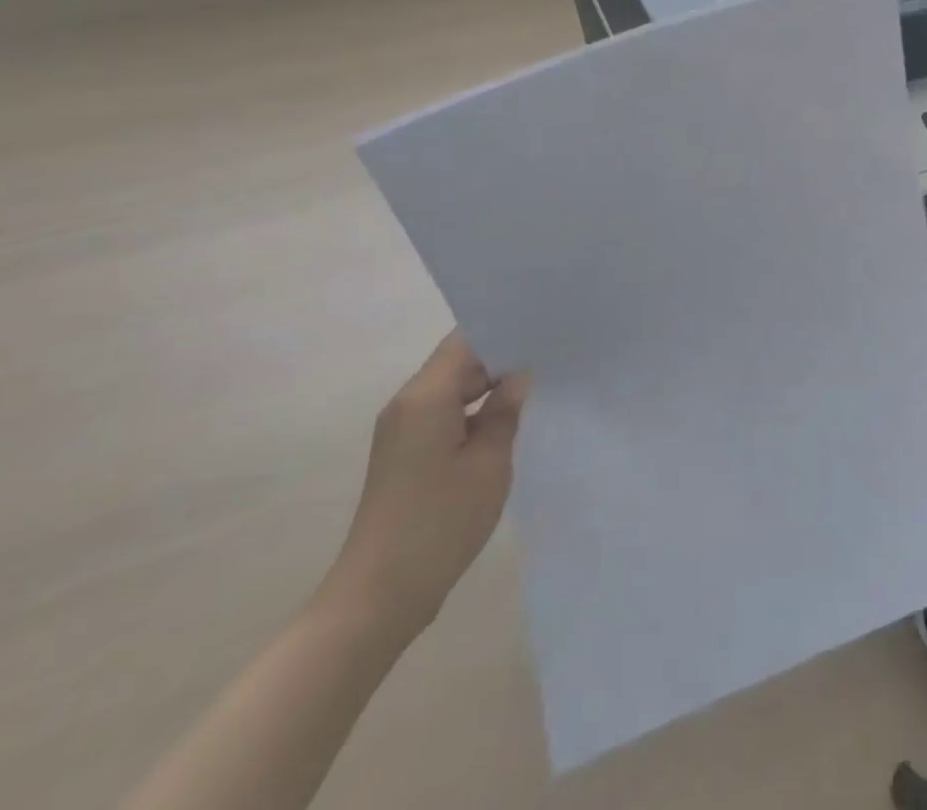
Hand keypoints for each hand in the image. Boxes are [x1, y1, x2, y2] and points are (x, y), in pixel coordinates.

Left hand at [317, 332, 527, 641]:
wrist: (379, 596)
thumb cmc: (440, 522)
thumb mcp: (489, 462)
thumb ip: (505, 411)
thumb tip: (518, 376)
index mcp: (425, 396)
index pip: (465, 340)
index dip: (503, 331)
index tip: (541, 331)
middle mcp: (407, 403)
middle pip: (458, 362)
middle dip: (500, 360)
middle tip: (548, 360)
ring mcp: (402, 430)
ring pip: (451, 389)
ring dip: (487, 389)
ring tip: (534, 390)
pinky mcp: (403, 455)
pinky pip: (442, 415)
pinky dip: (471, 414)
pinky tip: (503, 426)